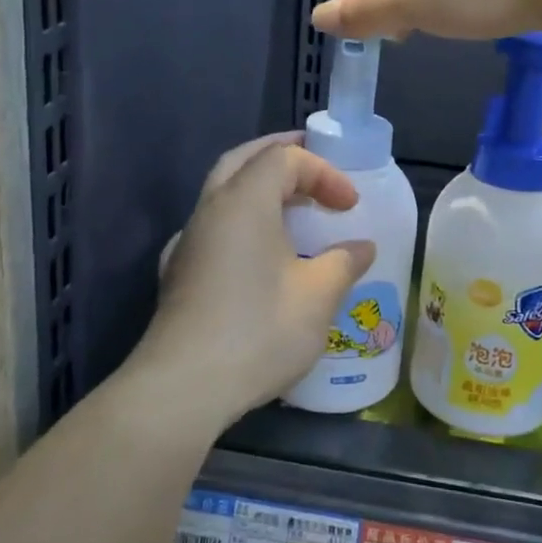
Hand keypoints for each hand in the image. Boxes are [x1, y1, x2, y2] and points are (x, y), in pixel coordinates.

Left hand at [137, 134, 376, 426]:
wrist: (184, 386)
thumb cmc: (259, 330)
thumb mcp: (317, 296)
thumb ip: (344, 262)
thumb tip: (362, 247)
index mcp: (243, 201)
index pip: (284, 158)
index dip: (323, 172)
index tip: (350, 205)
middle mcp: (210, 209)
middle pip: (244, 160)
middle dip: (282, 155)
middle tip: (314, 165)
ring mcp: (188, 241)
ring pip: (223, 191)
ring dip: (259, 188)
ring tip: (294, 206)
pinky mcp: (178, 272)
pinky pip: (213, 225)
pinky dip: (241, 219)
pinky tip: (256, 251)